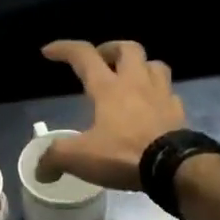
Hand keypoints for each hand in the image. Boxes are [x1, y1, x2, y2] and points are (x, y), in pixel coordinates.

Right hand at [36, 40, 185, 189]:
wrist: (175, 168)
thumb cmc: (124, 154)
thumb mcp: (81, 157)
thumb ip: (56, 158)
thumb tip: (40, 171)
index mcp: (108, 88)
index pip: (84, 56)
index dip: (65, 49)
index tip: (49, 51)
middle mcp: (136, 83)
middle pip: (128, 49)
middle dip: (111, 49)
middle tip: (101, 61)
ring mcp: (162, 95)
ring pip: (155, 65)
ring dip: (141, 66)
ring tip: (130, 78)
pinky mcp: (179, 113)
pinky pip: (170, 94)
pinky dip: (159, 95)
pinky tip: (153, 107)